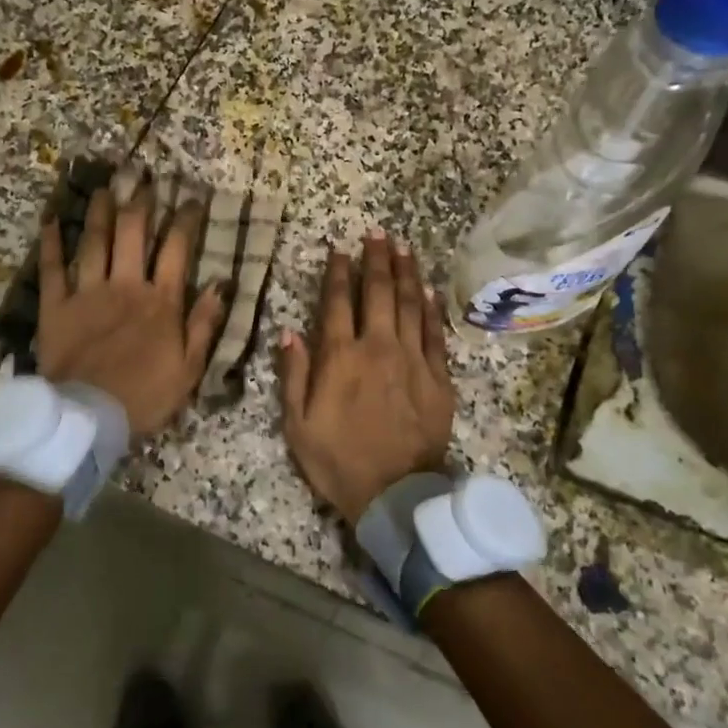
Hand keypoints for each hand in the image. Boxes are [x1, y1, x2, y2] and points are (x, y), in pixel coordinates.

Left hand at [36, 184, 226, 437]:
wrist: (90, 418)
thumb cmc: (146, 396)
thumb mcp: (190, 368)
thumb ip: (205, 324)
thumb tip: (221, 284)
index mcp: (161, 302)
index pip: (177, 250)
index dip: (185, 220)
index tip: (192, 198)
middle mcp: (125, 286)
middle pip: (133, 234)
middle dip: (141, 203)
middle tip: (144, 181)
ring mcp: (88, 293)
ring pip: (95, 242)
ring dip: (101, 211)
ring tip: (106, 187)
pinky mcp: (56, 307)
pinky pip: (52, 268)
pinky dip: (51, 242)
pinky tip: (52, 219)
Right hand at [279, 233, 455, 524]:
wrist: (396, 493)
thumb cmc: (339, 460)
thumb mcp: (298, 424)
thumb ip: (294, 375)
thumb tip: (290, 332)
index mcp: (340, 357)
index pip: (337, 302)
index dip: (338, 272)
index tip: (339, 248)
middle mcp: (378, 347)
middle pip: (378, 292)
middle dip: (376, 259)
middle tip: (377, 233)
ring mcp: (412, 359)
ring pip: (409, 304)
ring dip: (406, 273)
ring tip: (403, 247)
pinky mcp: (438, 376)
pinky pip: (434, 333)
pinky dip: (430, 308)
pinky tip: (428, 289)